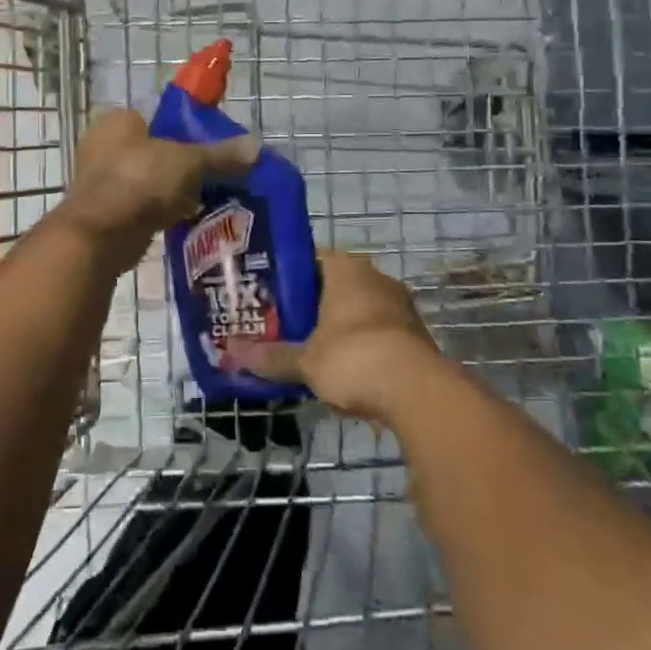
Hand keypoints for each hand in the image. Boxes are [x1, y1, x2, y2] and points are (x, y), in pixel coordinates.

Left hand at [54, 108, 259, 275]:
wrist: (101, 235)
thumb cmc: (141, 181)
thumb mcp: (189, 162)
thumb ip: (221, 154)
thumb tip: (256, 146)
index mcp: (118, 121)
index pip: (158, 118)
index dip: (186, 131)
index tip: (210, 149)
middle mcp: (103, 145)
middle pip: (155, 150)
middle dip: (181, 165)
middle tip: (211, 177)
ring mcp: (100, 180)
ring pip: (148, 180)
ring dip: (171, 191)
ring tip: (204, 200)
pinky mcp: (103, 212)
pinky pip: (140, 205)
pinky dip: (159, 211)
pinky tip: (183, 220)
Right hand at [231, 250, 443, 422]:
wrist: (417, 391)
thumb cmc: (353, 357)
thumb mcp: (305, 361)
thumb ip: (272, 357)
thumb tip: (233, 355)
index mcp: (346, 270)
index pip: (312, 258)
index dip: (290, 276)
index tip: (270, 295)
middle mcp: (375, 278)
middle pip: (336, 285)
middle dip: (313, 305)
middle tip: (286, 325)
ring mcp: (400, 305)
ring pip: (359, 310)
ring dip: (340, 327)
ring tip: (312, 350)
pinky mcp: (416, 334)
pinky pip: (379, 332)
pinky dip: (362, 346)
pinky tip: (345, 370)